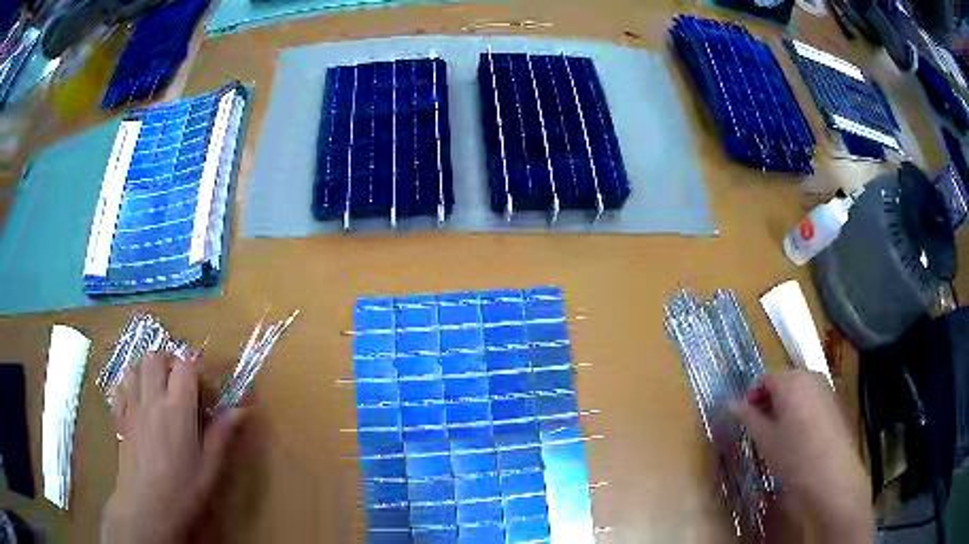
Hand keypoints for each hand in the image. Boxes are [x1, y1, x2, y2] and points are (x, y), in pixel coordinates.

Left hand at [102, 352, 243, 543]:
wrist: (146, 507)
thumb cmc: (183, 490)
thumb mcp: (209, 467)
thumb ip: (222, 434)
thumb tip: (241, 410)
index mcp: (177, 408)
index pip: (186, 365)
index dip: (197, 368)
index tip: (205, 387)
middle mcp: (152, 398)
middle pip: (156, 356)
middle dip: (170, 362)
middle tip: (181, 384)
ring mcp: (132, 405)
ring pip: (135, 366)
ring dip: (147, 370)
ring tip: (158, 390)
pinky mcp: (120, 416)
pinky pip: (120, 385)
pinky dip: (129, 384)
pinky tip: (138, 402)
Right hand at [732, 370, 872, 542]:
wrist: (832, 474)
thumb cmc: (794, 455)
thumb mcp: (765, 439)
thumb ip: (748, 417)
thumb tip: (729, 402)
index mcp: (790, 381)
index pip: (764, 378)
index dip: (752, 396)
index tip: (746, 418)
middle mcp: (809, 376)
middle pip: (783, 381)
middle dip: (769, 400)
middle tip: (760, 428)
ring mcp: (825, 387)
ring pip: (799, 390)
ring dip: (785, 406)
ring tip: (779, 434)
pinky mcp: (835, 402)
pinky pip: (812, 398)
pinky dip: (801, 410)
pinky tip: (799, 436)